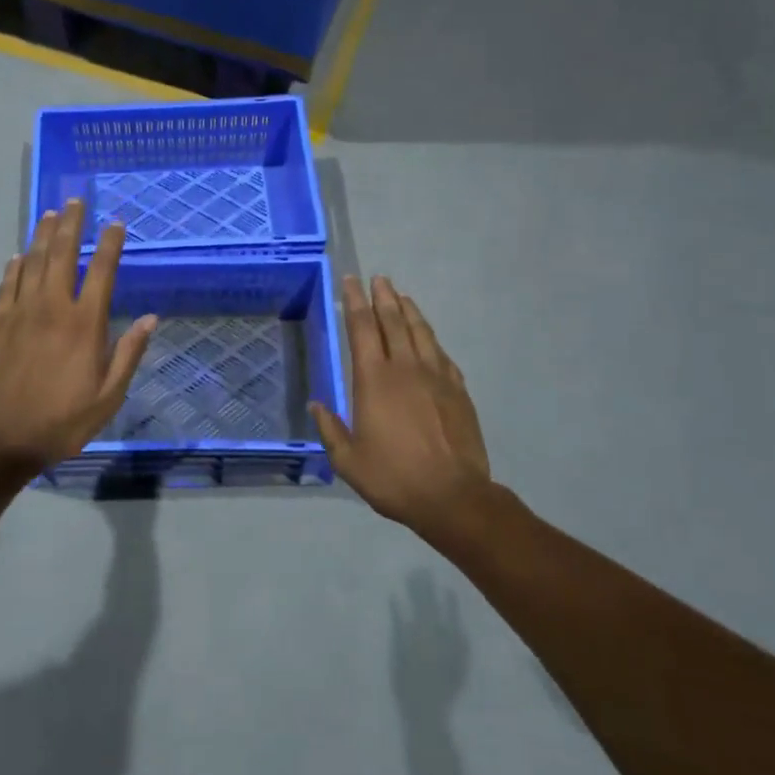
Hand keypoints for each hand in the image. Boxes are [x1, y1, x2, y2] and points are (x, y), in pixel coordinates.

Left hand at [0, 200, 156, 469]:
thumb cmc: (61, 422)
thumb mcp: (108, 397)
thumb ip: (128, 354)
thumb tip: (151, 318)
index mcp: (85, 324)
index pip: (102, 272)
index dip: (110, 244)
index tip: (116, 223)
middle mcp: (53, 307)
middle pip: (63, 254)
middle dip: (71, 224)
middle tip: (76, 200)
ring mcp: (20, 312)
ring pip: (33, 262)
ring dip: (43, 236)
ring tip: (50, 214)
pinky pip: (7, 285)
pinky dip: (15, 267)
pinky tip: (19, 256)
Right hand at [310, 276, 498, 536]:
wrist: (453, 496)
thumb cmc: (394, 478)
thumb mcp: (349, 461)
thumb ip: (331, 430)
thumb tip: (316, 405)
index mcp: (373, 380)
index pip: (361, 329)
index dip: (354, 302)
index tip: (350, 281)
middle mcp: (405, 368)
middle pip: (392, 321)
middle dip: (383, 297)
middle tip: (378, 279)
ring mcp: (435, 376)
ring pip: (420, 332)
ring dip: (409, 311)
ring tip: (401, 296)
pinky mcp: (458, 390)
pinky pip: (442, 354)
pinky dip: (431, 339)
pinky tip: (428, 338)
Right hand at [390, 569, 468, 712]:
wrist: (428, 711)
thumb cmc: (405, 682)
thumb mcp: (397, 652)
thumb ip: (398, 624)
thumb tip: (395, 598)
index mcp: (418, 631)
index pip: (417, 602)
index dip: (416, 587)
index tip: (414, 572)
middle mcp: (436, 634)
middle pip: (432, 606)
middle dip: (428, 589)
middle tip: (425, 572)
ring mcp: (450, 646)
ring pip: (448, 617)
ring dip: (445, 601)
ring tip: (444, 587)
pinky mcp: (461, 658)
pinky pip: (461, 634)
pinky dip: (458, 622)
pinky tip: (457, 618)